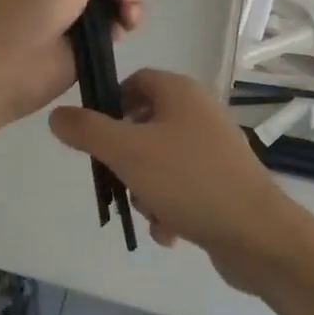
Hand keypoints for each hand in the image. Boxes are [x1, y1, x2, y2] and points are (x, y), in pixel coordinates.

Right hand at [50, 70, 311, 294]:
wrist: (256, 233)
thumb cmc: (188, 180)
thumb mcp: (127, 152)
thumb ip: (87, 131)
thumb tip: (57, 114)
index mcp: (180, 91)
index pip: (134, 82)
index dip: (109, 106)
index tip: (94, 138)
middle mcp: (199, 111)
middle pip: (144, 124)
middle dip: (126, 158)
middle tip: (119, 181)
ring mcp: (214, 147)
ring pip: (160, 160)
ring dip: (146, 189)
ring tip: (151, 211)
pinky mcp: (223, 180)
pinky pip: (182, 186)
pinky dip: (169, 206)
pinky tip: (169, 232)